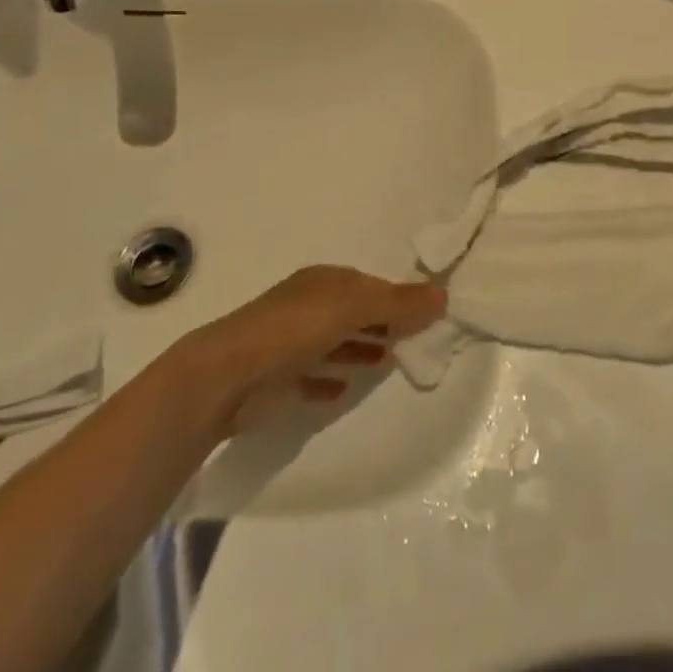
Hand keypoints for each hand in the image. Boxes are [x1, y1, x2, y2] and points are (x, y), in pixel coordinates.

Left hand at [198, 266, 444, 431]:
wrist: (228, 376)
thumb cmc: (295, 329)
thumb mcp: (353, 307)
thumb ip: (397, 302)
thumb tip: (444, 293)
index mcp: (325, 282)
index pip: (369, 285)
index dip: (397, 297)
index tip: (426, 313)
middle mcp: (308, 307)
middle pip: (354, 312)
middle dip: (381, 322)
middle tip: (414, 339)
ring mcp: (290, 343)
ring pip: (335, 342)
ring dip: (361, 349)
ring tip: (389, 362)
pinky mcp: (278, 380)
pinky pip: (312, 378)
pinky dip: (330, 381)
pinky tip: (345, 391)